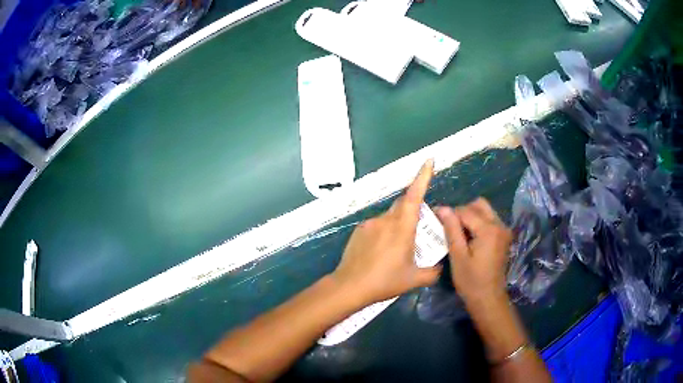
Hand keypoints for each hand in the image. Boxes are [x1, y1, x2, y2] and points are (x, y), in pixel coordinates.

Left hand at [331, 160, 441, 304]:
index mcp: (402, 227)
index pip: (414, 196)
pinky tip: (381, 253)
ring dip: (398, 226)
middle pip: (403, 205)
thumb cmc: (384, 281)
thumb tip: (441, 268)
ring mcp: (369, 224)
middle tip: (420, 228)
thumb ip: (432, 272)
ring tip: (397, 249)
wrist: (350, 286)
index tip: (428, 161)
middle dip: (413, 210)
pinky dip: (384, 233)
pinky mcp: (358, 231)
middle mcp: (385, 220)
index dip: (422, 177)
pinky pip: (376, 226)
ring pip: (389, 217)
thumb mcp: (413, 279)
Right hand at [435, 198, 511, 305]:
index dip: (449, 213)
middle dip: (462, 211)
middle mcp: (499, 225)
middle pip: (479, 205)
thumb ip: (452, 230)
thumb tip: (443, 208)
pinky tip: (469, 238)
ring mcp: (504, 231)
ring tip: (457, 232)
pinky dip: (478, 223)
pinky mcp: (504, 237)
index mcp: (488, 229)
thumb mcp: (458, 256)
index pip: (465, 211)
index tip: (435, 217)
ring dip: (471, 217)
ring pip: (485, 212)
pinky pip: (490, 221)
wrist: (489, 299)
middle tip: (448, 225)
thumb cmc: (471, 281)